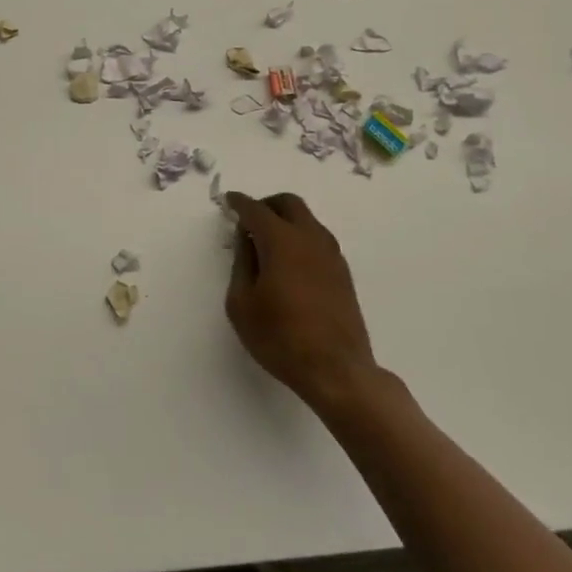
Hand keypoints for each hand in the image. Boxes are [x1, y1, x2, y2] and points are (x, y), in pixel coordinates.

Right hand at [225, 192, 379, 414]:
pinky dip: (300, 237)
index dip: (239, 202)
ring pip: (307, 219)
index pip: (256, 210)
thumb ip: (241, 263)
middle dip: (266, 204)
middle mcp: (309, 238)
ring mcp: (331, 254)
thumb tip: (245, 239)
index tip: (228, 200)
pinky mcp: (342, 272)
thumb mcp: (242, 304)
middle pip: (288, 203)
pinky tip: (289, 262)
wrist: (337, 370)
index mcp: (281, 240)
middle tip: (248, 220)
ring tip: (267, 243)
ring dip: (286, 220)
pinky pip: (317, 239)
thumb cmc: (281, 338)